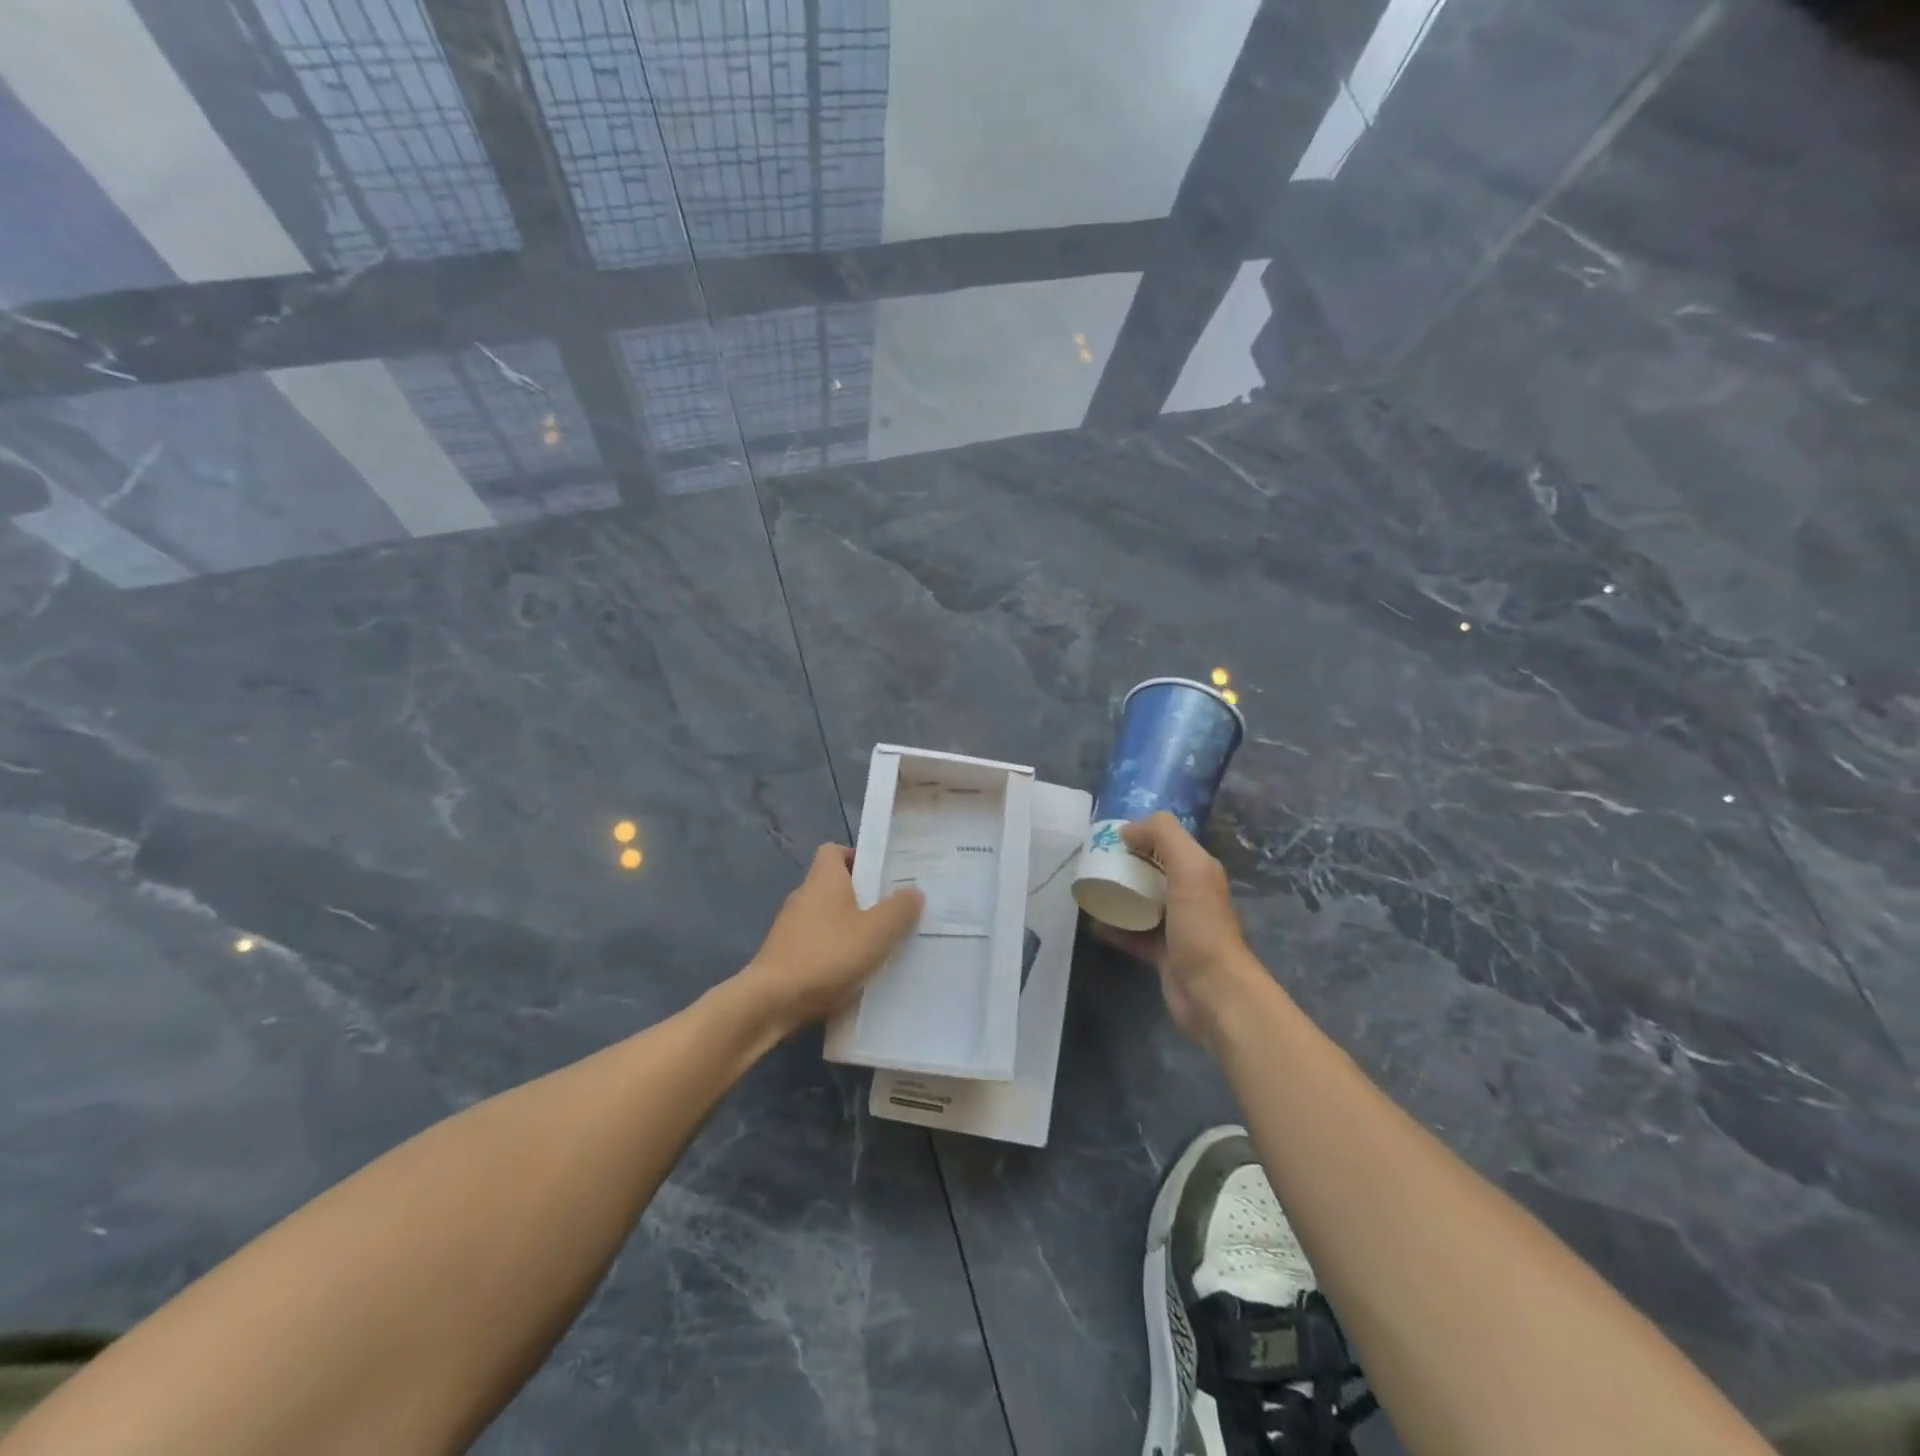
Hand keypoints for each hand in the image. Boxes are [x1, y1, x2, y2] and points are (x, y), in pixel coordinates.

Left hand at [736, 844, 923, 1038]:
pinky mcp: (785, 956)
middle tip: (892, 913)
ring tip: (879, 946)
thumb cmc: (827, 955)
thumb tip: (914, 891)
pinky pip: (817, 945)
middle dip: (862, 898)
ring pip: (827, 918)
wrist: (771, 1002)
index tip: (882, 876)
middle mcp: (804, 896)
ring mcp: (790, 928)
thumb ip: (899, 909)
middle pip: (834, 885)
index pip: (835, 850)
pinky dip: (834, 953)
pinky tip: (854, 973)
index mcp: (823, 879)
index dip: (858, 858)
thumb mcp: (876, 932)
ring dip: (849, 928)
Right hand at [1093, 812, 1266, 1046]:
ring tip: (1089, 888)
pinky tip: (1093, 923)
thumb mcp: (1189, 868)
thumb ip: (1163, 836)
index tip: (1107, 837)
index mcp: (1199, 870)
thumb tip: (1128, 830)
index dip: (1140, 834)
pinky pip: (1133, 933)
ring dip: (1117, 894)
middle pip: (1151, 869)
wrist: (1213, 991)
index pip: (1166, 841)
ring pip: (1141, 901)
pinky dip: (1114, 927)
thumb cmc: (1201, 926)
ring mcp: (1176, 926)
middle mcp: (1189, 894)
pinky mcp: (1162, 953)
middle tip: (1093, 861)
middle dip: (1124, 863)